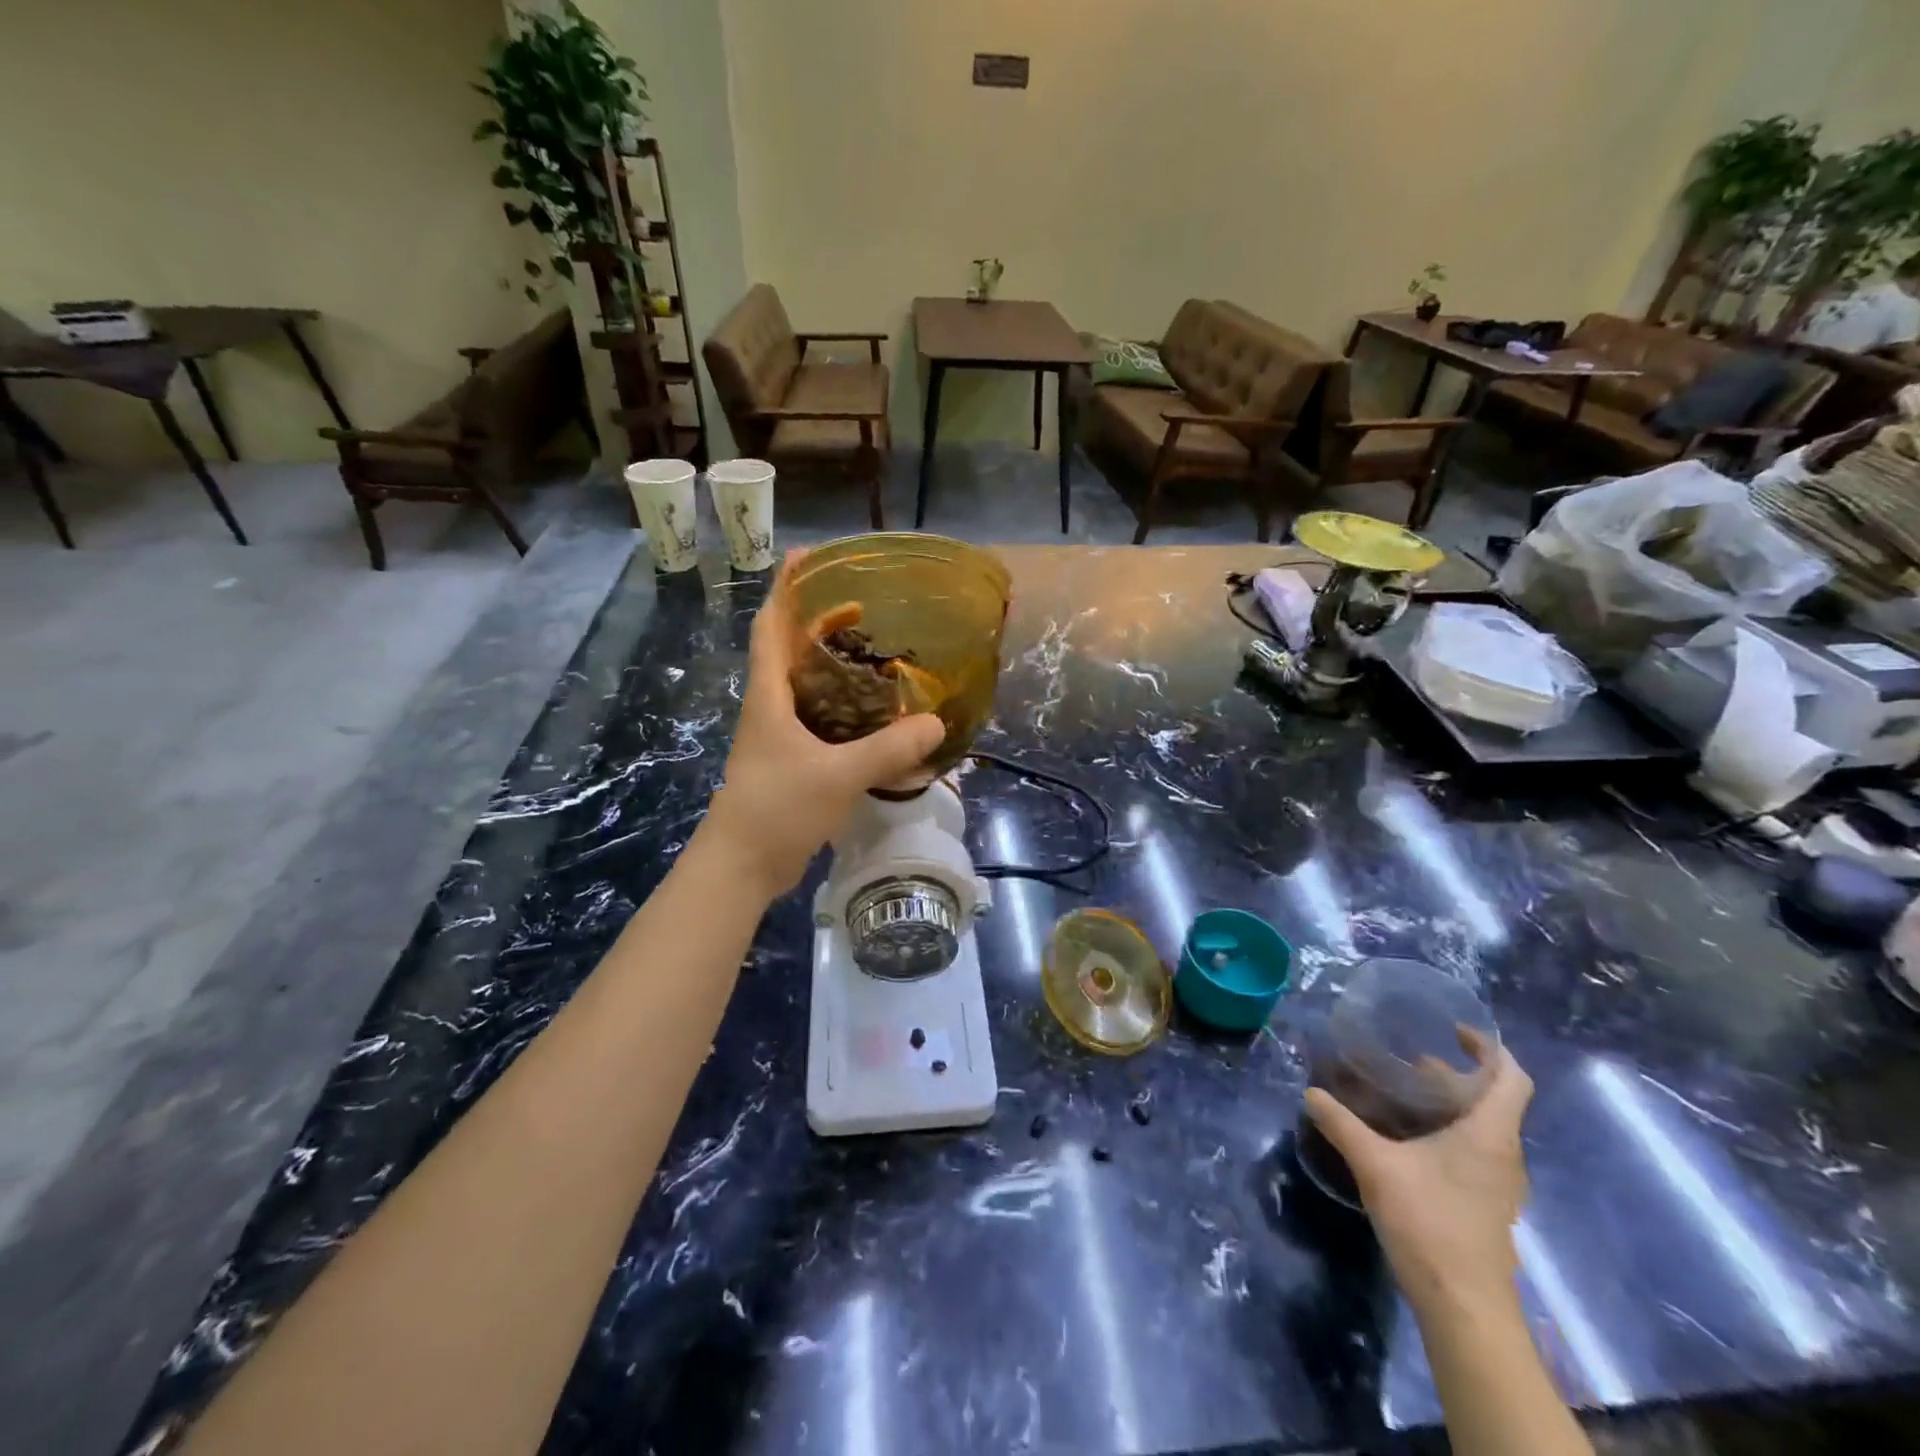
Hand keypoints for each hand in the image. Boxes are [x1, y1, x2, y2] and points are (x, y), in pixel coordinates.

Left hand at [702, 553, 944, 900]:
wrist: (742, 866)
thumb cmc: (777, 808)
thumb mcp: (837, 775)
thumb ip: (887, 749)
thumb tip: (936, 723)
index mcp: (769, 697)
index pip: (771, 627)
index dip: (786, 589)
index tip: (808, 556)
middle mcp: (770, 708)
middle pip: (789, 651)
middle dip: (819, 623)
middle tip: (862, 607)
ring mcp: (777, 738)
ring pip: (805, 687)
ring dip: (831, 666)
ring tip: (873, 654)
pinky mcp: (790, 763)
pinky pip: (818, 721)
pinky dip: (842, 709)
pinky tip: (871, 716)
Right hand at [1305, 1036, 1532, 1316]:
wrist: (1464, 1307)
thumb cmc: (1429, 1223)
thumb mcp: (1375, 1165)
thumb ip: (1341, 1124)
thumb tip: (1311, 1092)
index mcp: (1490, 1133)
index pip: (1512, 1077)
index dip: (1490, 1048)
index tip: (1454, 1031)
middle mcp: (1504, 1152)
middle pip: (1493, 1099)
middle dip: (1455, 1074)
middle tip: (1410, 1061)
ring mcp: (1499, 1182)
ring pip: (1483, 1126)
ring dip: (1450, 1104)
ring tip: (1403, 1094)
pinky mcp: (1487, 1204)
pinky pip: (1476, 1150)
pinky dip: (1449, 1131)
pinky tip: (1409, 1139)